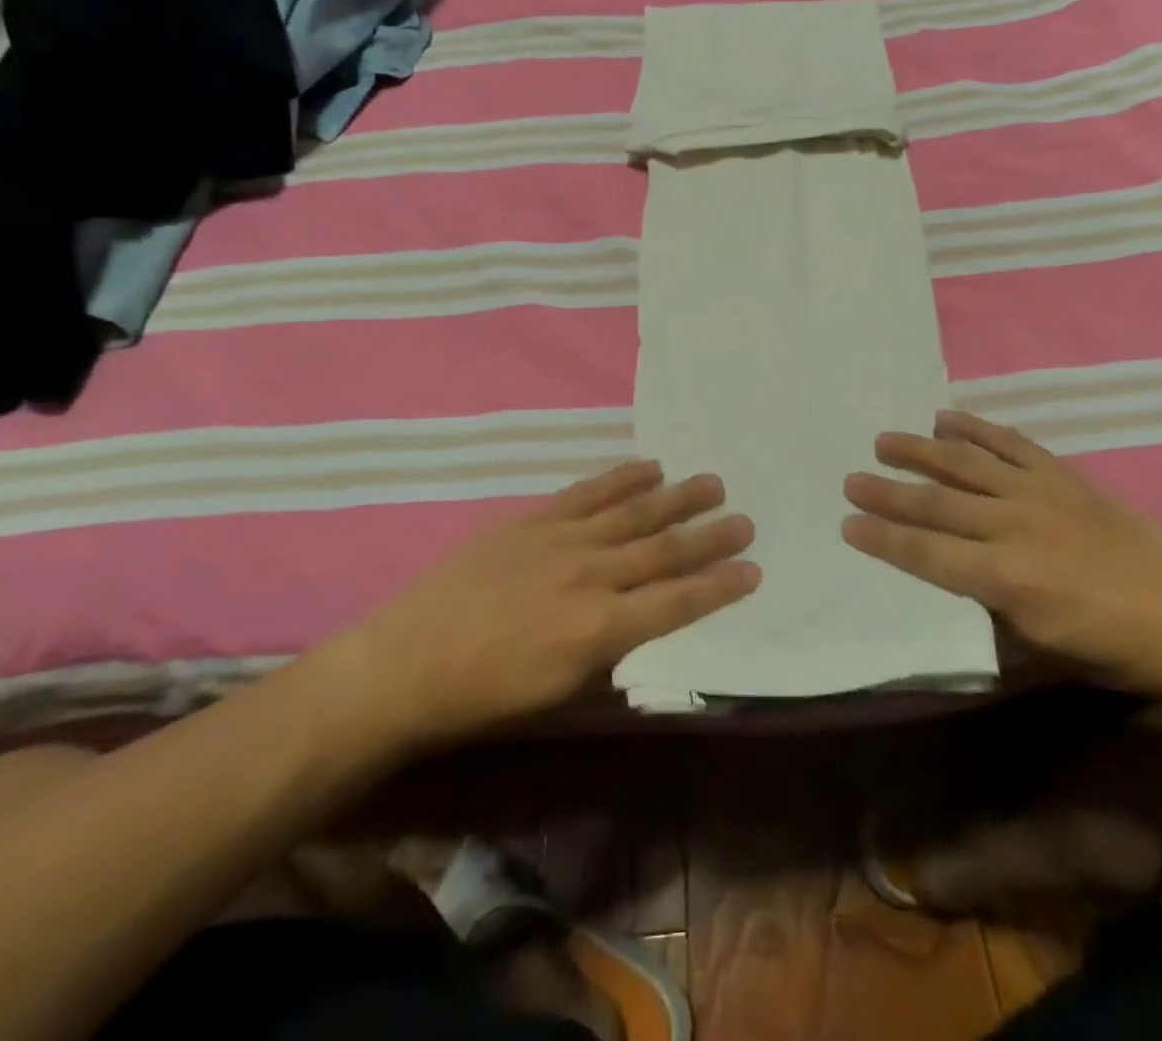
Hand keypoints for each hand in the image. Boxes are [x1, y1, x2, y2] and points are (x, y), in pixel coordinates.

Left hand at [334, 461, 758, 746]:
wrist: (408, 661)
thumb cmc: (485, 694)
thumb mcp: (559, 692)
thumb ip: (611, 655)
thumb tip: (647, 626)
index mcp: (599, 629)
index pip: (677, 603)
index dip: (719, 587)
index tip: (753, 570)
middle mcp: (591, 576)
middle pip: (664, 550)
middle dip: (710, 537)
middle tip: (746, 519)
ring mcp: (562, 539)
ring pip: (633, 513)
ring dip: (677, 497)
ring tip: (712, 482)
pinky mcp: (535, 519)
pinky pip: (589, 492)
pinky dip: (622, 477)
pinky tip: (649, 466)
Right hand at [842, 410, 1161, 693]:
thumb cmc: (1114, 649)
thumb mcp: (1040, 649)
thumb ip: (987, 610)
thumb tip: (951, 583)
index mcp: (1004, 578)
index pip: (925, 553)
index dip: (882, 538)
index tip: (847, 523)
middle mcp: (1012, 526)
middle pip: (935, 502)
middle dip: (887, 491)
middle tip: (851, 478)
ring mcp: (1037, 492)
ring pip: (964, 463)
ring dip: (920, 451)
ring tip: (885, 441)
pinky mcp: (1061, 474)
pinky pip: (1009, 442)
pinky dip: (975, 427)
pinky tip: (947, 418)